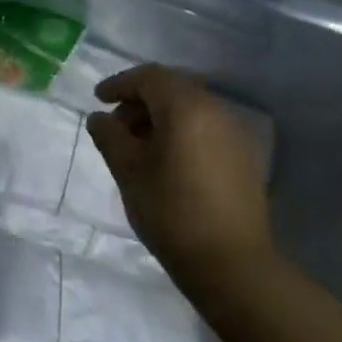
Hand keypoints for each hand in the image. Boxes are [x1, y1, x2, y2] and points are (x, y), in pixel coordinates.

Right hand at [85, 65, 273, 287]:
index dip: (119, 84)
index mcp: (186, 107)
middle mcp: (215, 110)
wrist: (231, 264)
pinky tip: (166, 160)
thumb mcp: (128, 170)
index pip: (148, 77)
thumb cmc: (171, 211)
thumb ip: (109, 136)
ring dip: (160, 116)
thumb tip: (99, 118)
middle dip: (139, 100)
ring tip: (137, 146)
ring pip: (190, 108)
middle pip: (171, 88)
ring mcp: (234, 133)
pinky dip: (181, 131)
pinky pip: (205, 127)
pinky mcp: (243, 157)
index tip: (98, 100)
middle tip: (116, 125)